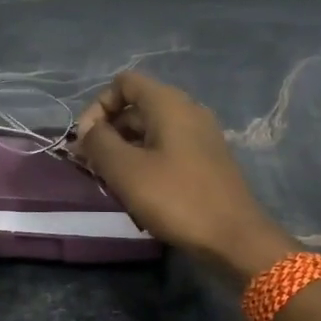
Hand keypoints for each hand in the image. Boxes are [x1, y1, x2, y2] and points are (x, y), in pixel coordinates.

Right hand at [74, 72, 294, 278]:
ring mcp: (200, 136)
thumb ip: (98, 142)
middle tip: (91, 166)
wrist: (234, 238)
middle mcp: (187, 110)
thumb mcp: (125, 170)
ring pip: (150, 130)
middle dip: (108, 132)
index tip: (85, 141)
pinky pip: (166, 148)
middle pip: (135, 107)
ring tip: (110, 182)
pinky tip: (137, 190)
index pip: (123, 83)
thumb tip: (87, 130)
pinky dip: (145, 161)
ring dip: (124, 150)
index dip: (98, 106)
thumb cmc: (176, 198)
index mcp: (168, 103)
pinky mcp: (206, 160)